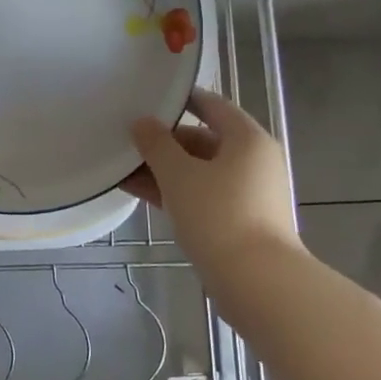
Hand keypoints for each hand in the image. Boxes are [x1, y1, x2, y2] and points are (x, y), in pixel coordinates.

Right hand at [124, 88, 301, 263]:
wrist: (257, 281)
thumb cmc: (218, 215)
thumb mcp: (179, 174)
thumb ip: (156, 144)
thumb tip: (142, 122)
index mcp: (248, 139)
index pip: (212, 105)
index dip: (181, 100)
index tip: (149, 98)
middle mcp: (254, 161)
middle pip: (204, 140)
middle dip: (164, 143)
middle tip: (128, 141)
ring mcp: (249, 193)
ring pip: (200, 171)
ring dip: (164, 170)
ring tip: (123, 169)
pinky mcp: (241, 221)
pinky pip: (203, 195)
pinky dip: (176, 192)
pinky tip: (140, 194)